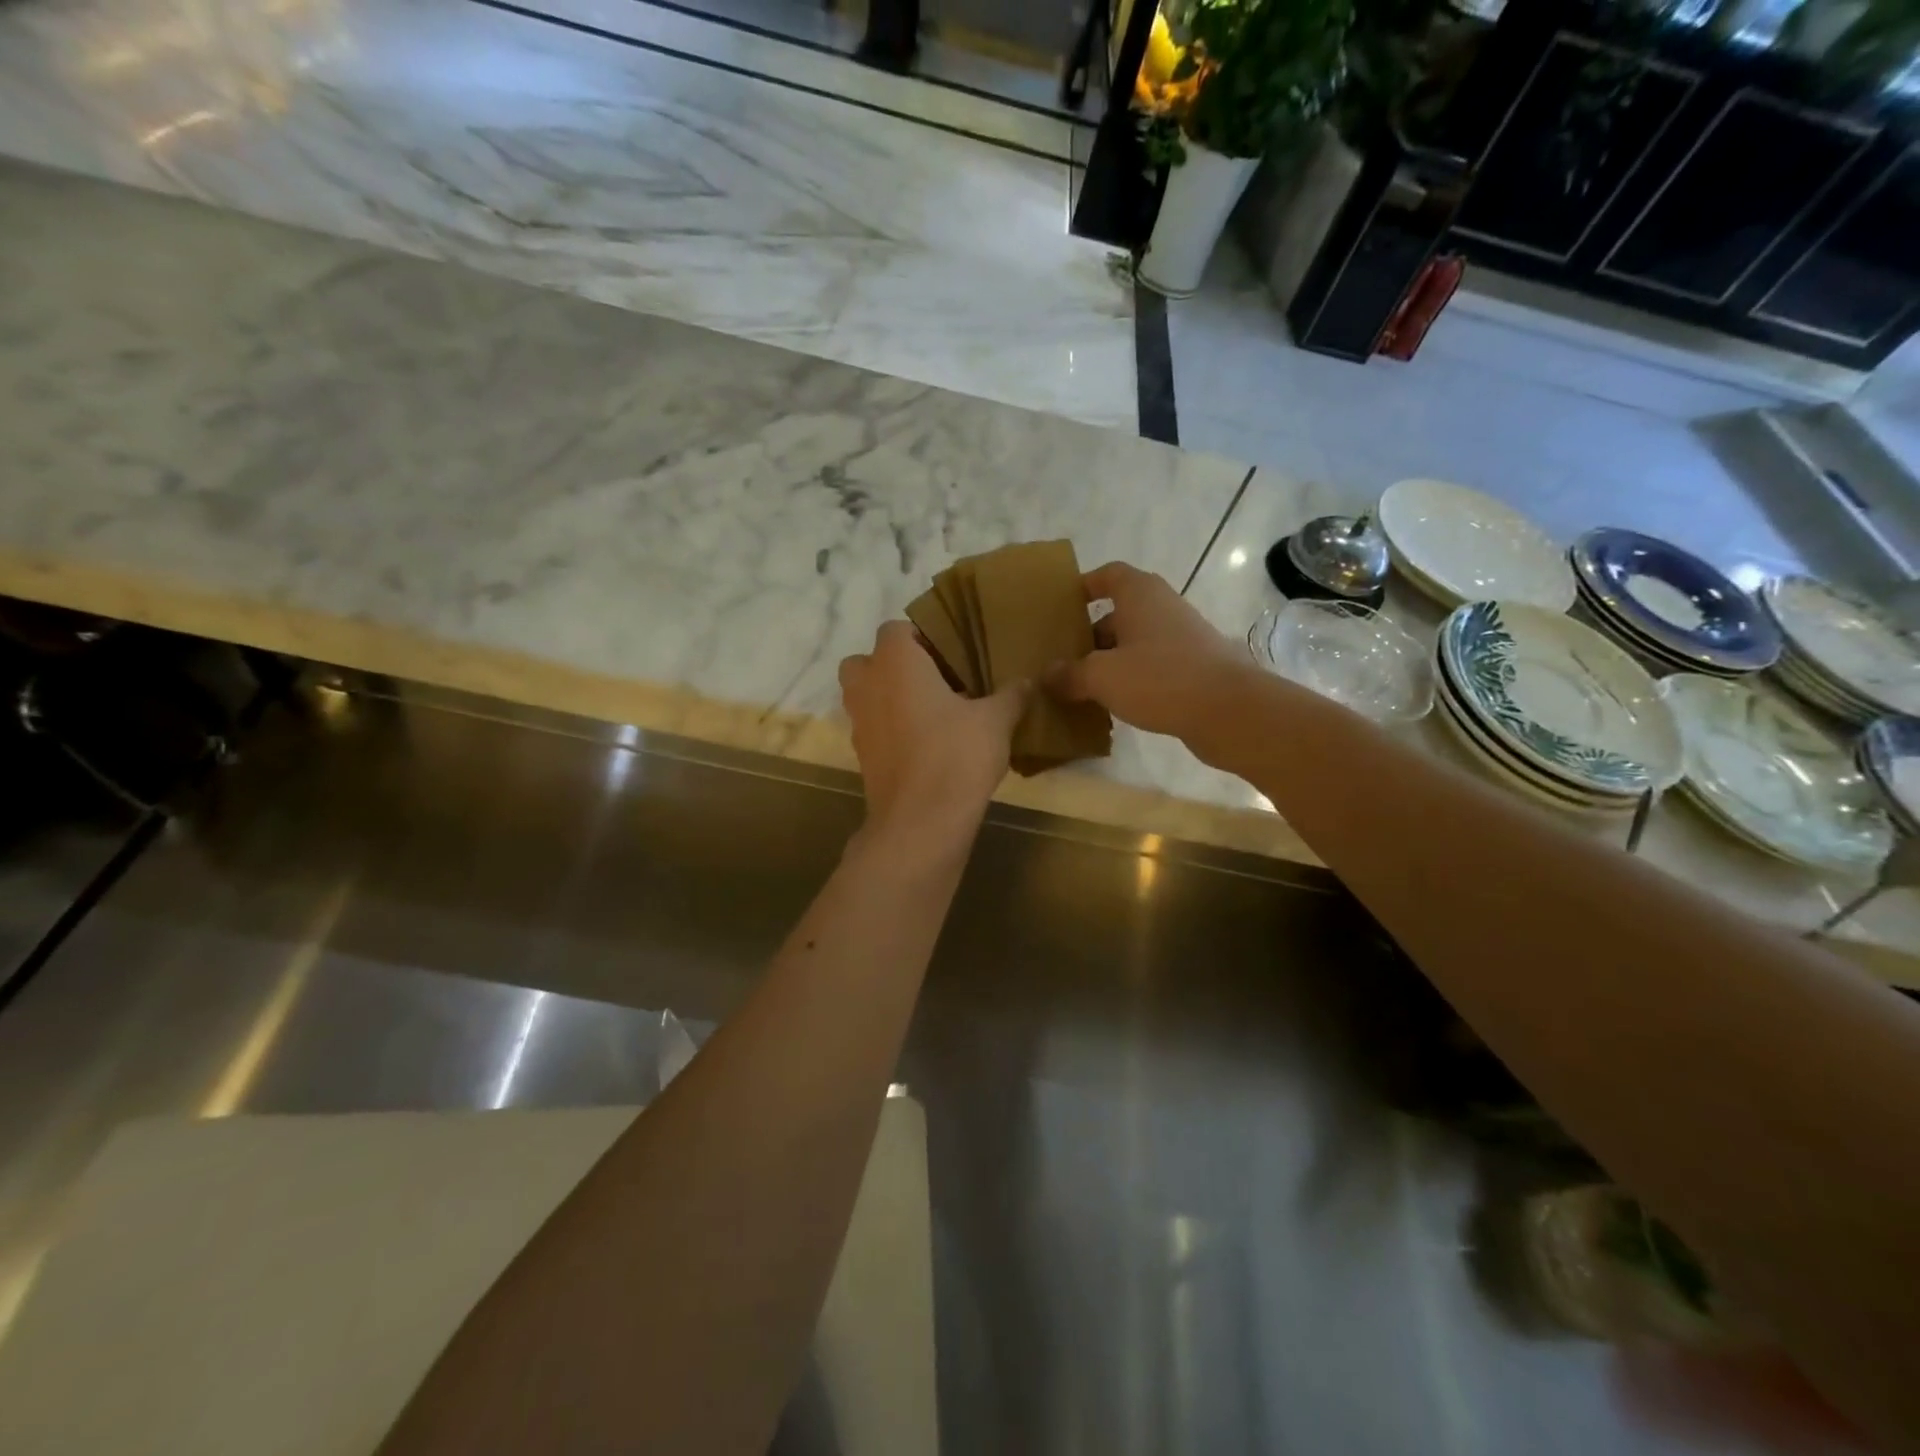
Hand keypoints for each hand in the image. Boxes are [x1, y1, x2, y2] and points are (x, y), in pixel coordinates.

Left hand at [838, 620, 1028, 845]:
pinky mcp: (862, 755)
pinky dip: (891, 728)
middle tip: (936, 679)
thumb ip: (1011, 694)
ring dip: (891, 697)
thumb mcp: (996, 721)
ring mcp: (859, 722)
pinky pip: (874, 727)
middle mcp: (867, 685)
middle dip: (895, 665)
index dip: (923, 636)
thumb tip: (1029, 680)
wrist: (920, 823)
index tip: (953, 653)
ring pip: (867, 695)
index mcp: (895, 662)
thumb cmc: (956, 756)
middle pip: (869, 660)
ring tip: (934, 711)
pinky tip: (927, 743)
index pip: (896, 628)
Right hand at [1048, 562, 1251, 742]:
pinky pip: (1154, 666)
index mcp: (1140, 595)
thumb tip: (1047, 676)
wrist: (1230, 710)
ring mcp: (1184, 637)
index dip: (1086, 584)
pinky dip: (1134, 678)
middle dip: (1092, 633)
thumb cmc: (1160, 678)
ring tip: (1084, 686)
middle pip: (1121, 612)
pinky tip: (1117, 704)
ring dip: (1112, 660)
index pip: (1109, 574)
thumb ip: (1070, 674)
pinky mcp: (1196, 667)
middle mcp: (1164, 607)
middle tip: (1064, 658)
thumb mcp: (1102, 677)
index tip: (1064, 604)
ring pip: (1137, 642)